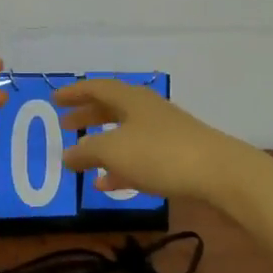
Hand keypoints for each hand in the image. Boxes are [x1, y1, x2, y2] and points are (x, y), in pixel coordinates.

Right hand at [55, 78, 249, 202]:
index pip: (96, 88)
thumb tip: (66, 155)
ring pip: (125, 133)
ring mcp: (164, 132)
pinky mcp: (176, 155)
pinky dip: (120, 166)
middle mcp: (147, 109)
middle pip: (111, 108)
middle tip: (65, 126)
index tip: (54, 100)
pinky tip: (107, 184)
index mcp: (130, 99)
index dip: (74, 93)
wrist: (218, 172)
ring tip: (82, 160)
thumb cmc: (159, 154)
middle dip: (87, 116)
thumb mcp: (114, 151)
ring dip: (102, 144)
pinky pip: (139, 156)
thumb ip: (86, 152)